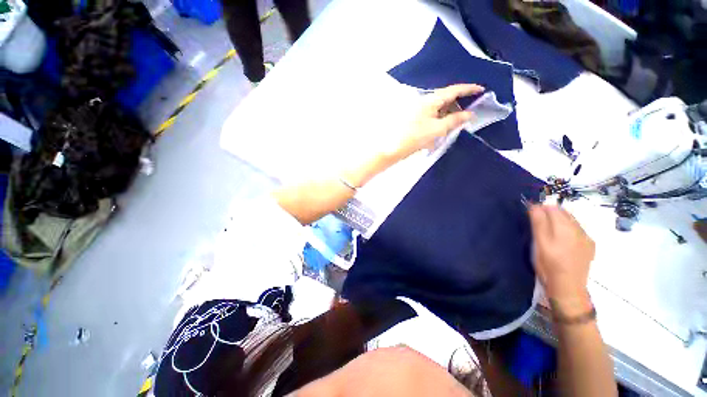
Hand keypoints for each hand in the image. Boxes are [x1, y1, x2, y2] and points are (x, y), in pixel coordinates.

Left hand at [390, 84, 483, 160]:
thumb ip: (455, 120)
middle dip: (458, 103)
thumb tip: (470, 114)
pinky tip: (441, 127)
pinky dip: (439, 119)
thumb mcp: (438, 129)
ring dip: (449, 113)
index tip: (481, 89)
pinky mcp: (414, 118)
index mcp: (431, 100)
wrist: (393, 148)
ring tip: (456, 122)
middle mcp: (424, 101)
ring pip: (438, 107)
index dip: (468, 89)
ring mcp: (418, 110)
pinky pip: (431, 115)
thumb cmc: (415, 137)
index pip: (453, 90)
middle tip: (469, 112)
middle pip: (445, 98)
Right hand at [528, 205, 594, 313]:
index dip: (540, 208)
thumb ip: (539, 223)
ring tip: (549, 233)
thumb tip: (535, 206)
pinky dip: (568, 229)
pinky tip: (562, 241)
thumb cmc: (549, 264)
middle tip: (538, 224)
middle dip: (550, 213)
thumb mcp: (539, 243)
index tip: (530, 215)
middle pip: (564, 212)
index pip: (552, 208)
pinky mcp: (590, 246)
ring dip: (559, 221)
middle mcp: (579, 229)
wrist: (568, 287)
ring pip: (571, 221)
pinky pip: (578, 230)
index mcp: (565, 227)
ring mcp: (586, 238)